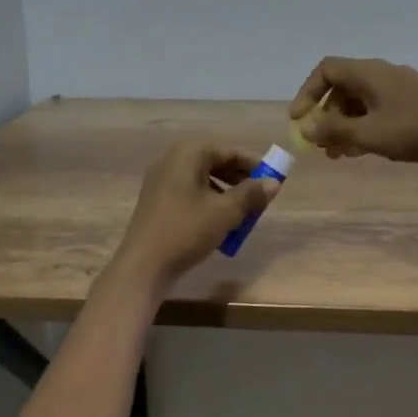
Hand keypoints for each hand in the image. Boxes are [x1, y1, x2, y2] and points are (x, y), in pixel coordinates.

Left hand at [112, 140, 279, 285]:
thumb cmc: (187, 230)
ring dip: (225, 192)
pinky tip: (218, 222)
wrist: (144, 265)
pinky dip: (207, 201)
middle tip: (258, 196)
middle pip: (213, 162)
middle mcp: (171, 160)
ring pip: (201, 179)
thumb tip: (274, 183)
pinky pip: (189, 192)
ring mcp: (160, 181)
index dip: (252, 164)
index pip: (227, 151)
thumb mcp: (226, 212)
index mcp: (188, 154)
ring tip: (242, 212)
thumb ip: (251, 194)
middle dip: (238, 178)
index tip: (271, 179)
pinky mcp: (156, 201)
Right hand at [286, 57, 417, 164]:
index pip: (326, 70)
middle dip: (327, 115)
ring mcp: (400, 87)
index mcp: (368, 73)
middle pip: (343, 87)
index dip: (307, 92)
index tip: (298, 120)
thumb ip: (334, 131)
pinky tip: (364, 150)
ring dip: (345, 125)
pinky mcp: (414, 103)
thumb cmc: (414, 129)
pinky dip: (365, 126)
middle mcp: (382, 74)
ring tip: (339, 155)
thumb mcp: (369, 134)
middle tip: (320, 143)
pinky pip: (378, 109)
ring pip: (361, 101)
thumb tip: (305, 128)